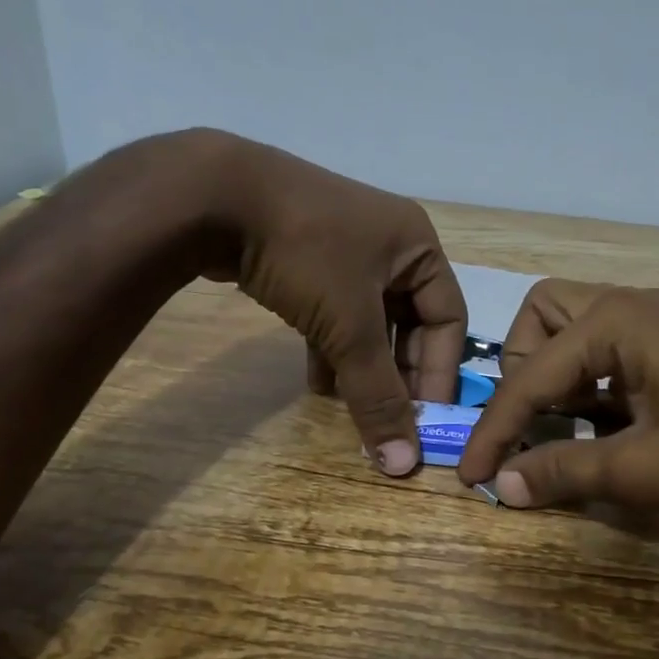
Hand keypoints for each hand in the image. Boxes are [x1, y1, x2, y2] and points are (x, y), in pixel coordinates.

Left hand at [190, 131, 467, 475]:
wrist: (211, 196)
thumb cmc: (305, 254)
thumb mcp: (348, 326)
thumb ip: (377, 395)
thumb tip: (402, 462)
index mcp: (417, 247)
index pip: (447, 320)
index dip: (439, 372)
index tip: (426, 421)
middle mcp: (389, 246)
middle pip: (409, 323)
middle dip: (398, 374)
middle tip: (390, 420)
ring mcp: (345, 250)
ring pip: (369, 322)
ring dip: (364, 368)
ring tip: (355, 411)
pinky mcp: (307, 259)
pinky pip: (335, 313)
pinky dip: (333, 349)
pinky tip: (320, 385)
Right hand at [457, 280, 658, 517]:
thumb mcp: (643, 469)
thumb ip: (565, 471)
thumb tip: (504, 486)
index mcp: (615, 321)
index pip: (529, 375)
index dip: (496, 430)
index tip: (475, 476)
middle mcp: (632, 305)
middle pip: (544, 316)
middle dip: (522, 370)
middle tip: (531, 421)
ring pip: (579, 329)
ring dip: (557, 375)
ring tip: (562, 427)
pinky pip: (613, 349)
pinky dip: (593, 383)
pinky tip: (606, 426)